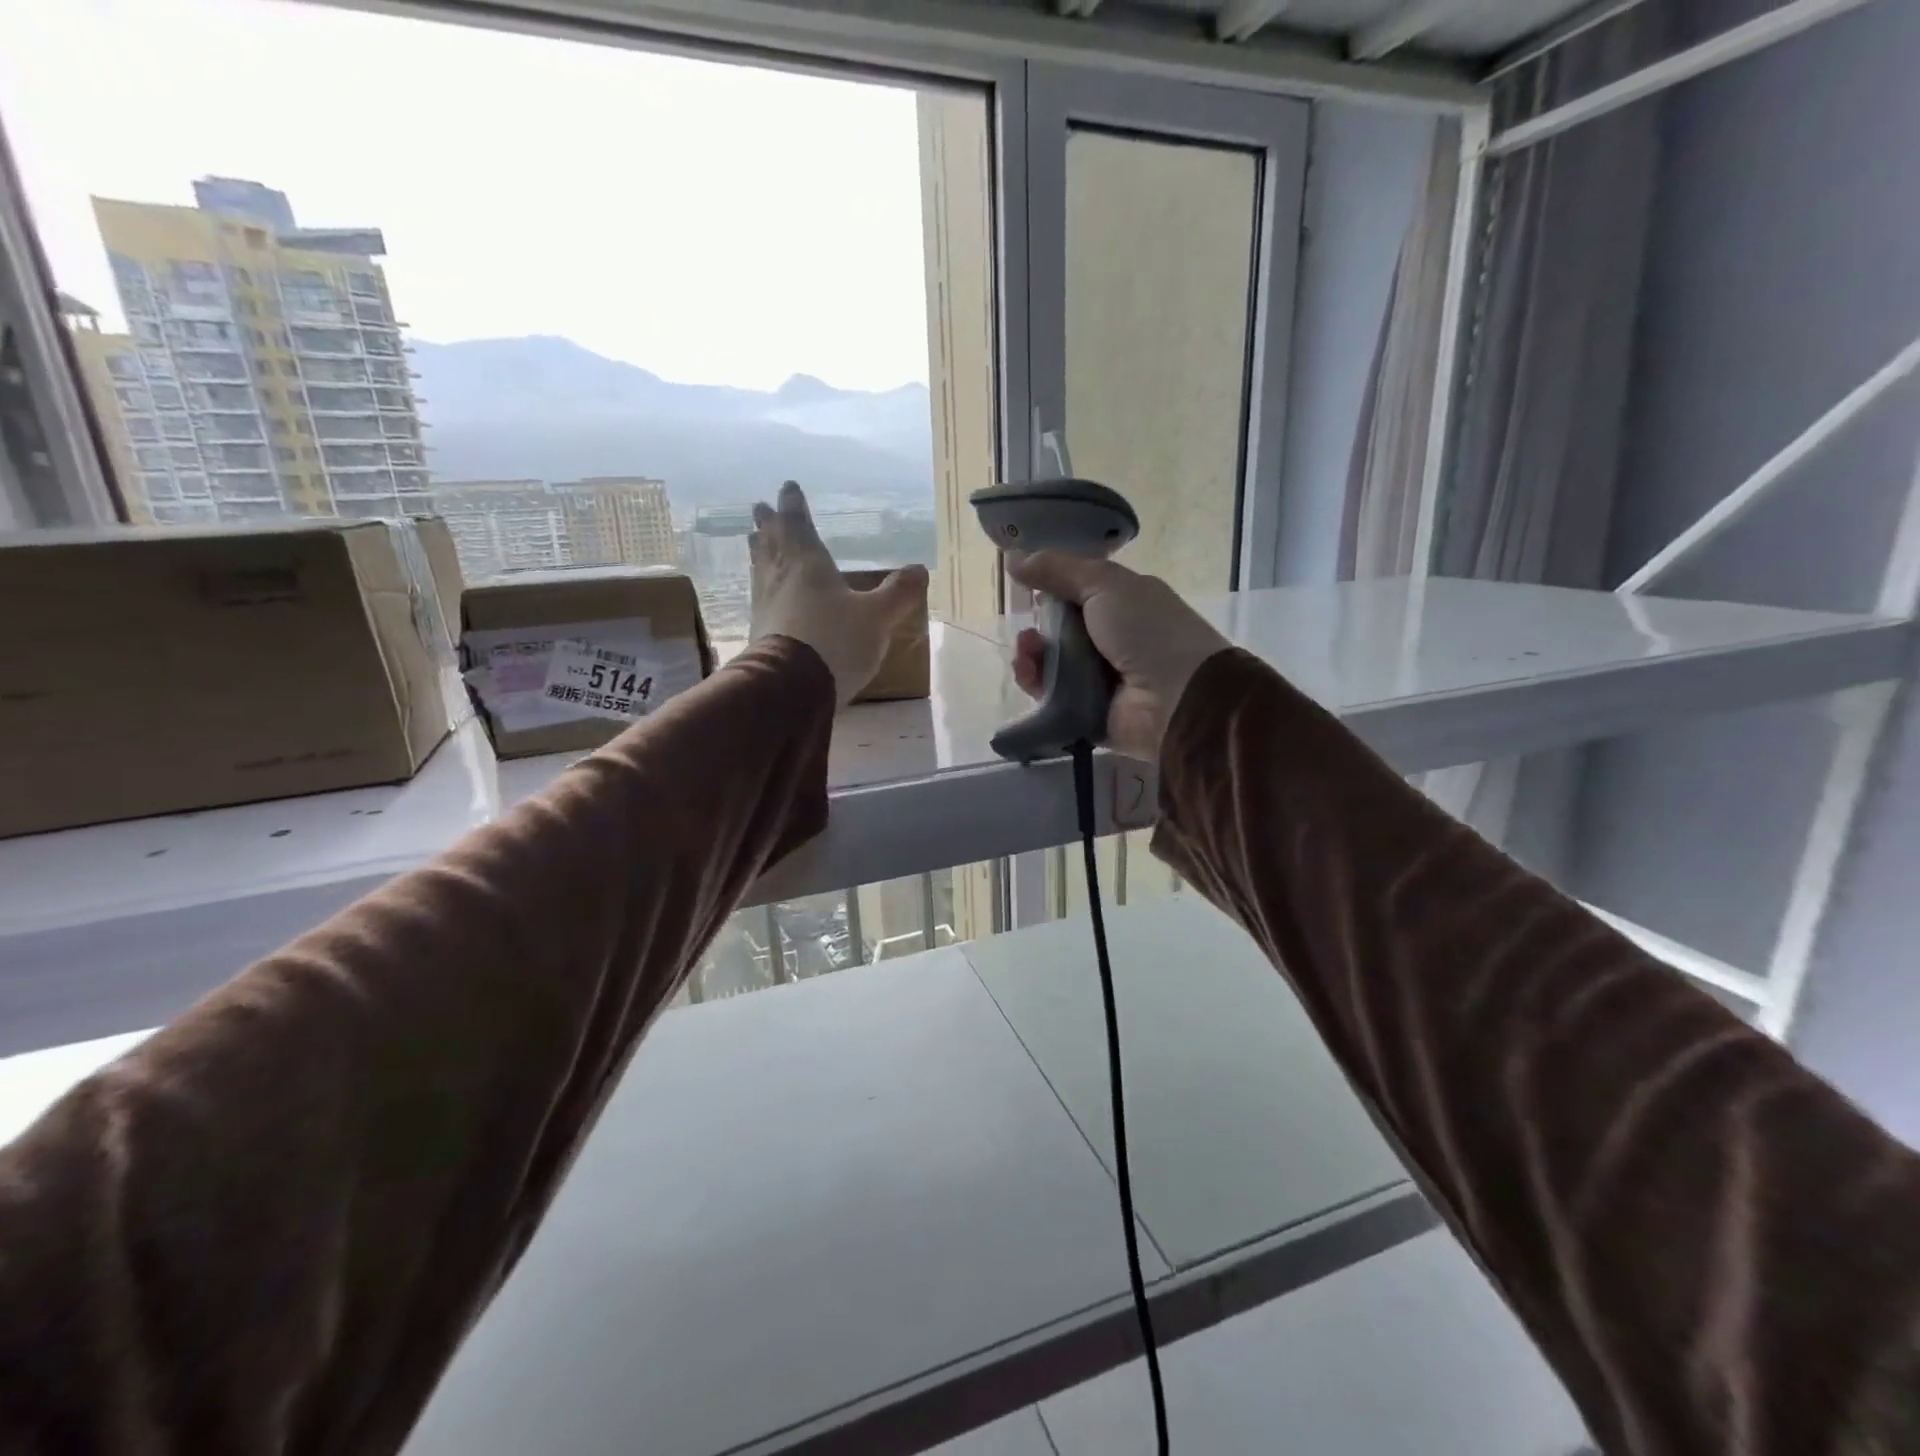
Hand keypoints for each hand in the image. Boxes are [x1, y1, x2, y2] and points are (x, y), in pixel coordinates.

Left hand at [750, 481, 928, 706]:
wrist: (790, 687)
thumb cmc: (836, 641)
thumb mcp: (877, 618)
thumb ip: (898, 594)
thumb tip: (919, 570)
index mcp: (808, 564)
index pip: (798, 526)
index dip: (794, 506)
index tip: (788, 488)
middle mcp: (781, 577)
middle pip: (773, 544)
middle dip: (770, 525)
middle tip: (760, 509)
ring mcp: (765, 605)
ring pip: (761, 568)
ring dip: (760, 552)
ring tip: (755, 541)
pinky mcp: (759, 631)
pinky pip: (760, 596)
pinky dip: (762, 584)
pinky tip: (763, 592)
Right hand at [1007, 552, 1229, 762]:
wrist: (1178, 698)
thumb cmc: (1148, 631)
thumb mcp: (1106, 584)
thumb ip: (1059, 569)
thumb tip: (1013, 559)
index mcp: (1124, 605)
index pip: (1077, 594)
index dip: (1050, 591)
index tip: (1026, 589)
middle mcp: (1112, 641)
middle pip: (1059, 631)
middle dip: (1036, 628)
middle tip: (1027, 631)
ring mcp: (1099, 679)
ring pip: (1050, 664)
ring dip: (1031, 655)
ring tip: (1026, 654)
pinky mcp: (1086, 712)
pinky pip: (1050, 697)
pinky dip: (1035, 685)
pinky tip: (1029, 675)